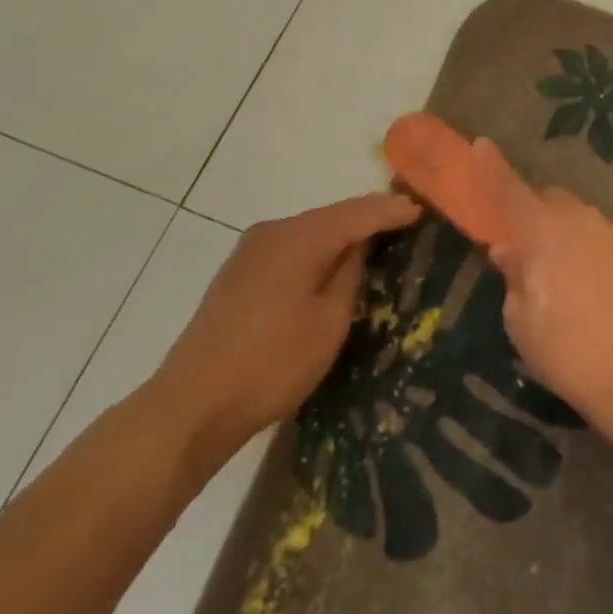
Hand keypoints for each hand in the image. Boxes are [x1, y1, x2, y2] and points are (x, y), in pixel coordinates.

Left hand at [140, 193, 420, 470]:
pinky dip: (315, 250)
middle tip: (402, 223)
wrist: (191, 404)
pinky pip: (289, 248)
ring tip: (372, 243)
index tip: (420, 209)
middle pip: (331, 216)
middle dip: (366, 218)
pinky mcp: (238, 272)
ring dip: (339, 236)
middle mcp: (273, 231)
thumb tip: (359, 246)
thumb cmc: (271, 364)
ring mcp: (250, 250)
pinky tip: (328, 265)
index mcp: (299, 237)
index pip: (357, 212)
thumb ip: (349, 275)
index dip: (390, 210)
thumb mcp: (328, 323)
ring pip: (308, 232)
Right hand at [474, 139, 612, 446]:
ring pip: (587, 222)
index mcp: (543, 234)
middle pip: (552, 202)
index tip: (481, 144)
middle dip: (540, 218)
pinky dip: (609, 256)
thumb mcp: (524, 327)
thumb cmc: (574, 357)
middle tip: (538, 256)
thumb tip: (509, 250)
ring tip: (583, 286)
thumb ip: (514, 279)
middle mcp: (582, 219)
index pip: (509, 191)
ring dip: (576, 240)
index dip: (491, 167)